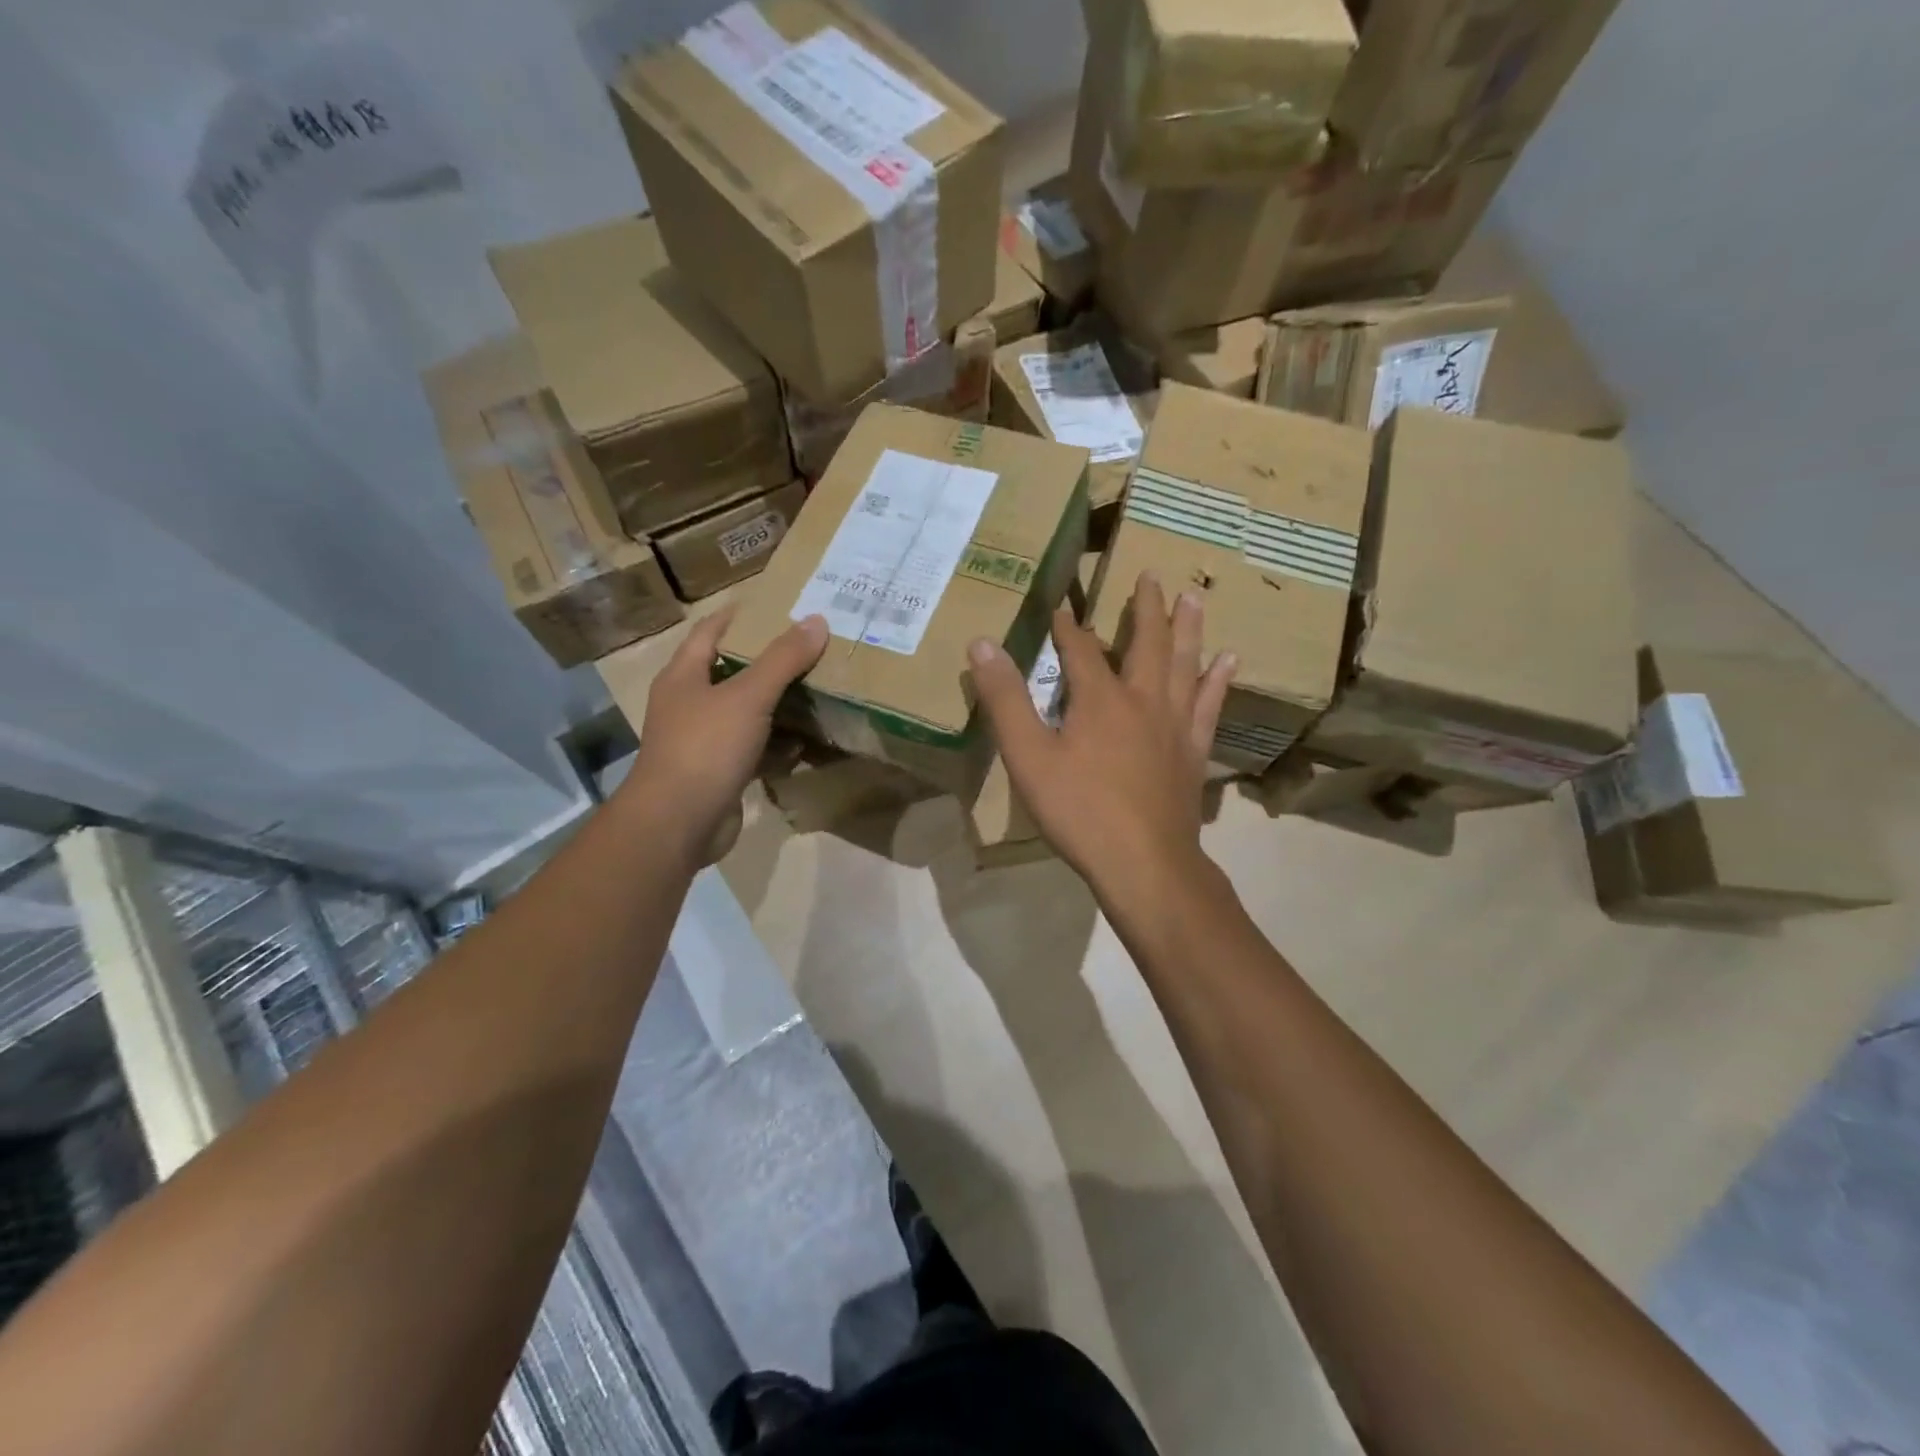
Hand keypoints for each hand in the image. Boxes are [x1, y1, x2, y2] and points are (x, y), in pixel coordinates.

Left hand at [624, 608, 827, 865]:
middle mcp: (689, 704)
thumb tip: (817, 620)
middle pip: (730, 672)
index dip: (738, 616)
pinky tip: (806, 740)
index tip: (774, 605)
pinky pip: (753, 749)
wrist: (678, 823)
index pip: (710, 631)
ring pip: (745, 713)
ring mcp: (702, 741)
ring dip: (775, 703)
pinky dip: (777, 744)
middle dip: (766, 660)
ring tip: (816, 687)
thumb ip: (783, 659)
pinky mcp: (719, 773)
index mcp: (683, 676)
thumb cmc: (706, 747)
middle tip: (809, 647)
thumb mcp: (748, 696)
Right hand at [968, 573, 1235, 898]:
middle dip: (1145, 607)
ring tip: (1194, 598)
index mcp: (1101, 699)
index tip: (1062, 607)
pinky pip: (1209, 706)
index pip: (1082, 648)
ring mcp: (1175, 726)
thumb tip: (982, 644)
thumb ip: (1005, 700)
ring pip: (1185, 664)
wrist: (1144, 864)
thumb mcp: (1028, 757)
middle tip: (1150, 574)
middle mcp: (1144, 700)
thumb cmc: (1080, 811)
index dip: (1069, 627)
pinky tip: (1228, 661)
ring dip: (1188, 628)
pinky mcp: (1193, 752)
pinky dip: (1217, 681)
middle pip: (1147, 643)